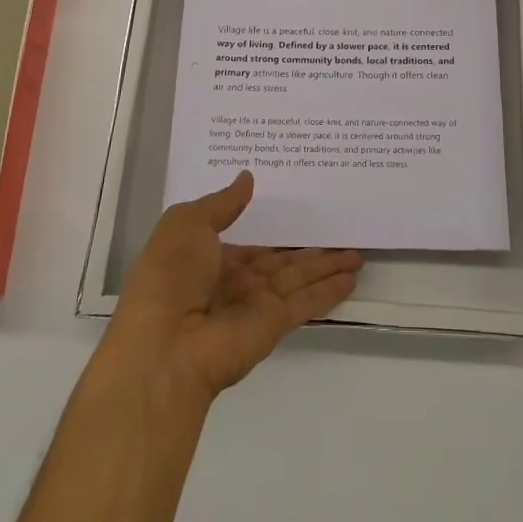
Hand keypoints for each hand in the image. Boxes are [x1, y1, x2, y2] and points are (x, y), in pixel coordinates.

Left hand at [106, 172, 361, 402]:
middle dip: (309, 249)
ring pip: (300, 278)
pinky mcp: (275, 323)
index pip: (250, 240)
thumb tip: (247, 177)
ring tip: (357, 254)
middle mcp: (236, 281)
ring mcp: (257, 304)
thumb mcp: (186, 223)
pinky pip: (308, 302)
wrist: (164, 344)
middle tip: (339, 230)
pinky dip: (330, 290)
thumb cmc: (168, 274)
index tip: (298, 208)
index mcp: (211, 258)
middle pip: (281, 260)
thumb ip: (221, 203)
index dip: (274, 227)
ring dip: (327, 267)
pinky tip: (352, 277)